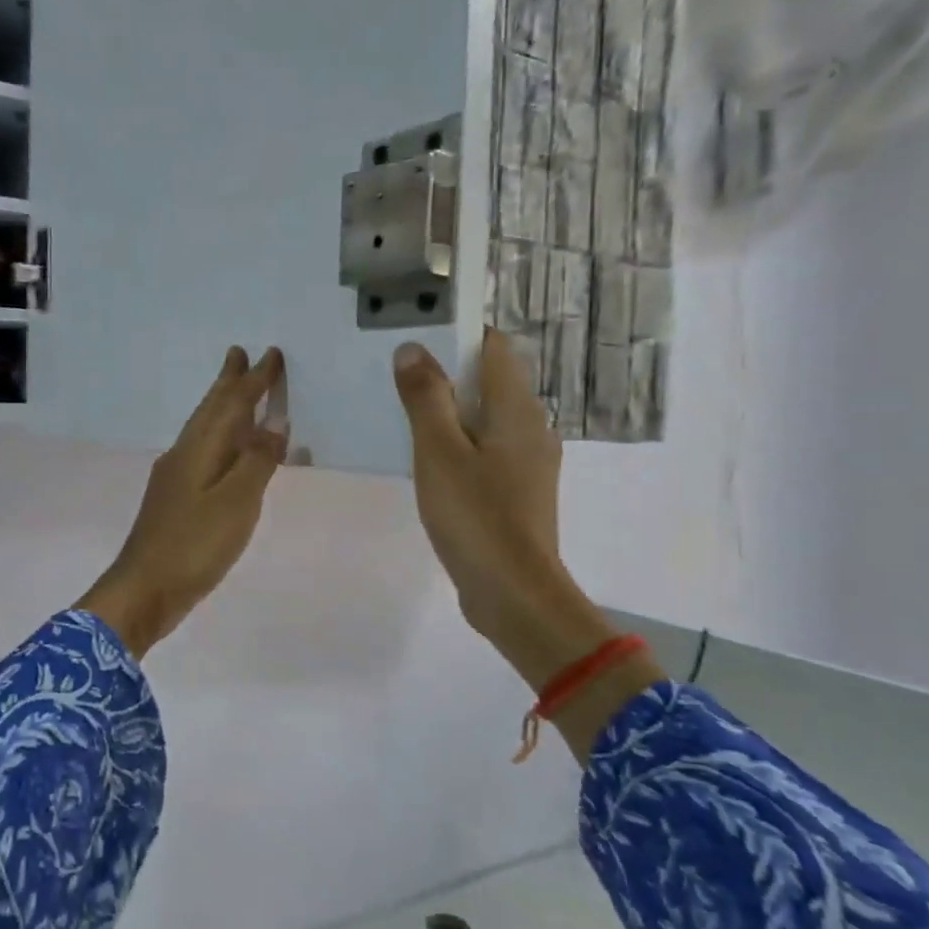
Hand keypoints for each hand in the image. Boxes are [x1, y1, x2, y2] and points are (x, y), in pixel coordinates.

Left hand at [76, 347, 288, 656]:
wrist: (144, 590)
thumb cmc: (193, 545)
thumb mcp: (235, 502)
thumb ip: (256, 461)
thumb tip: (274, 421)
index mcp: (199, 449)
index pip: (231, 403)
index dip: (253, 380)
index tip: (271, 353)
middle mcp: (184, 455)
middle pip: (210, 410)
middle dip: (228, 382)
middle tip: (239, 354)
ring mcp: (176, 478)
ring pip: (206, 431)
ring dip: (223, 408)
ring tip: (238, 393)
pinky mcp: (176, 500)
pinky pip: (207, 456)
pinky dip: (225, 444)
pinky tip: (232, 456)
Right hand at [393, 331, 654, 757]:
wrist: (514, 593)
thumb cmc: (475, 516)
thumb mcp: (439, 452)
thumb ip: (426, 398)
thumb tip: (412, 349)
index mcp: (517, 409)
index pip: (494, 347)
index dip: (457, 334)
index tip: (415, 336)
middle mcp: (531, 426)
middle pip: (489, 381)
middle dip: (446, 373)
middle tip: (397, 375)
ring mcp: (527, 461)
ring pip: (486, 418)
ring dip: (449, 411)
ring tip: (402, 413)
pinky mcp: (517, 491)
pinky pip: (486, 450)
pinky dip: (458, 444)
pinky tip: (425, 460)